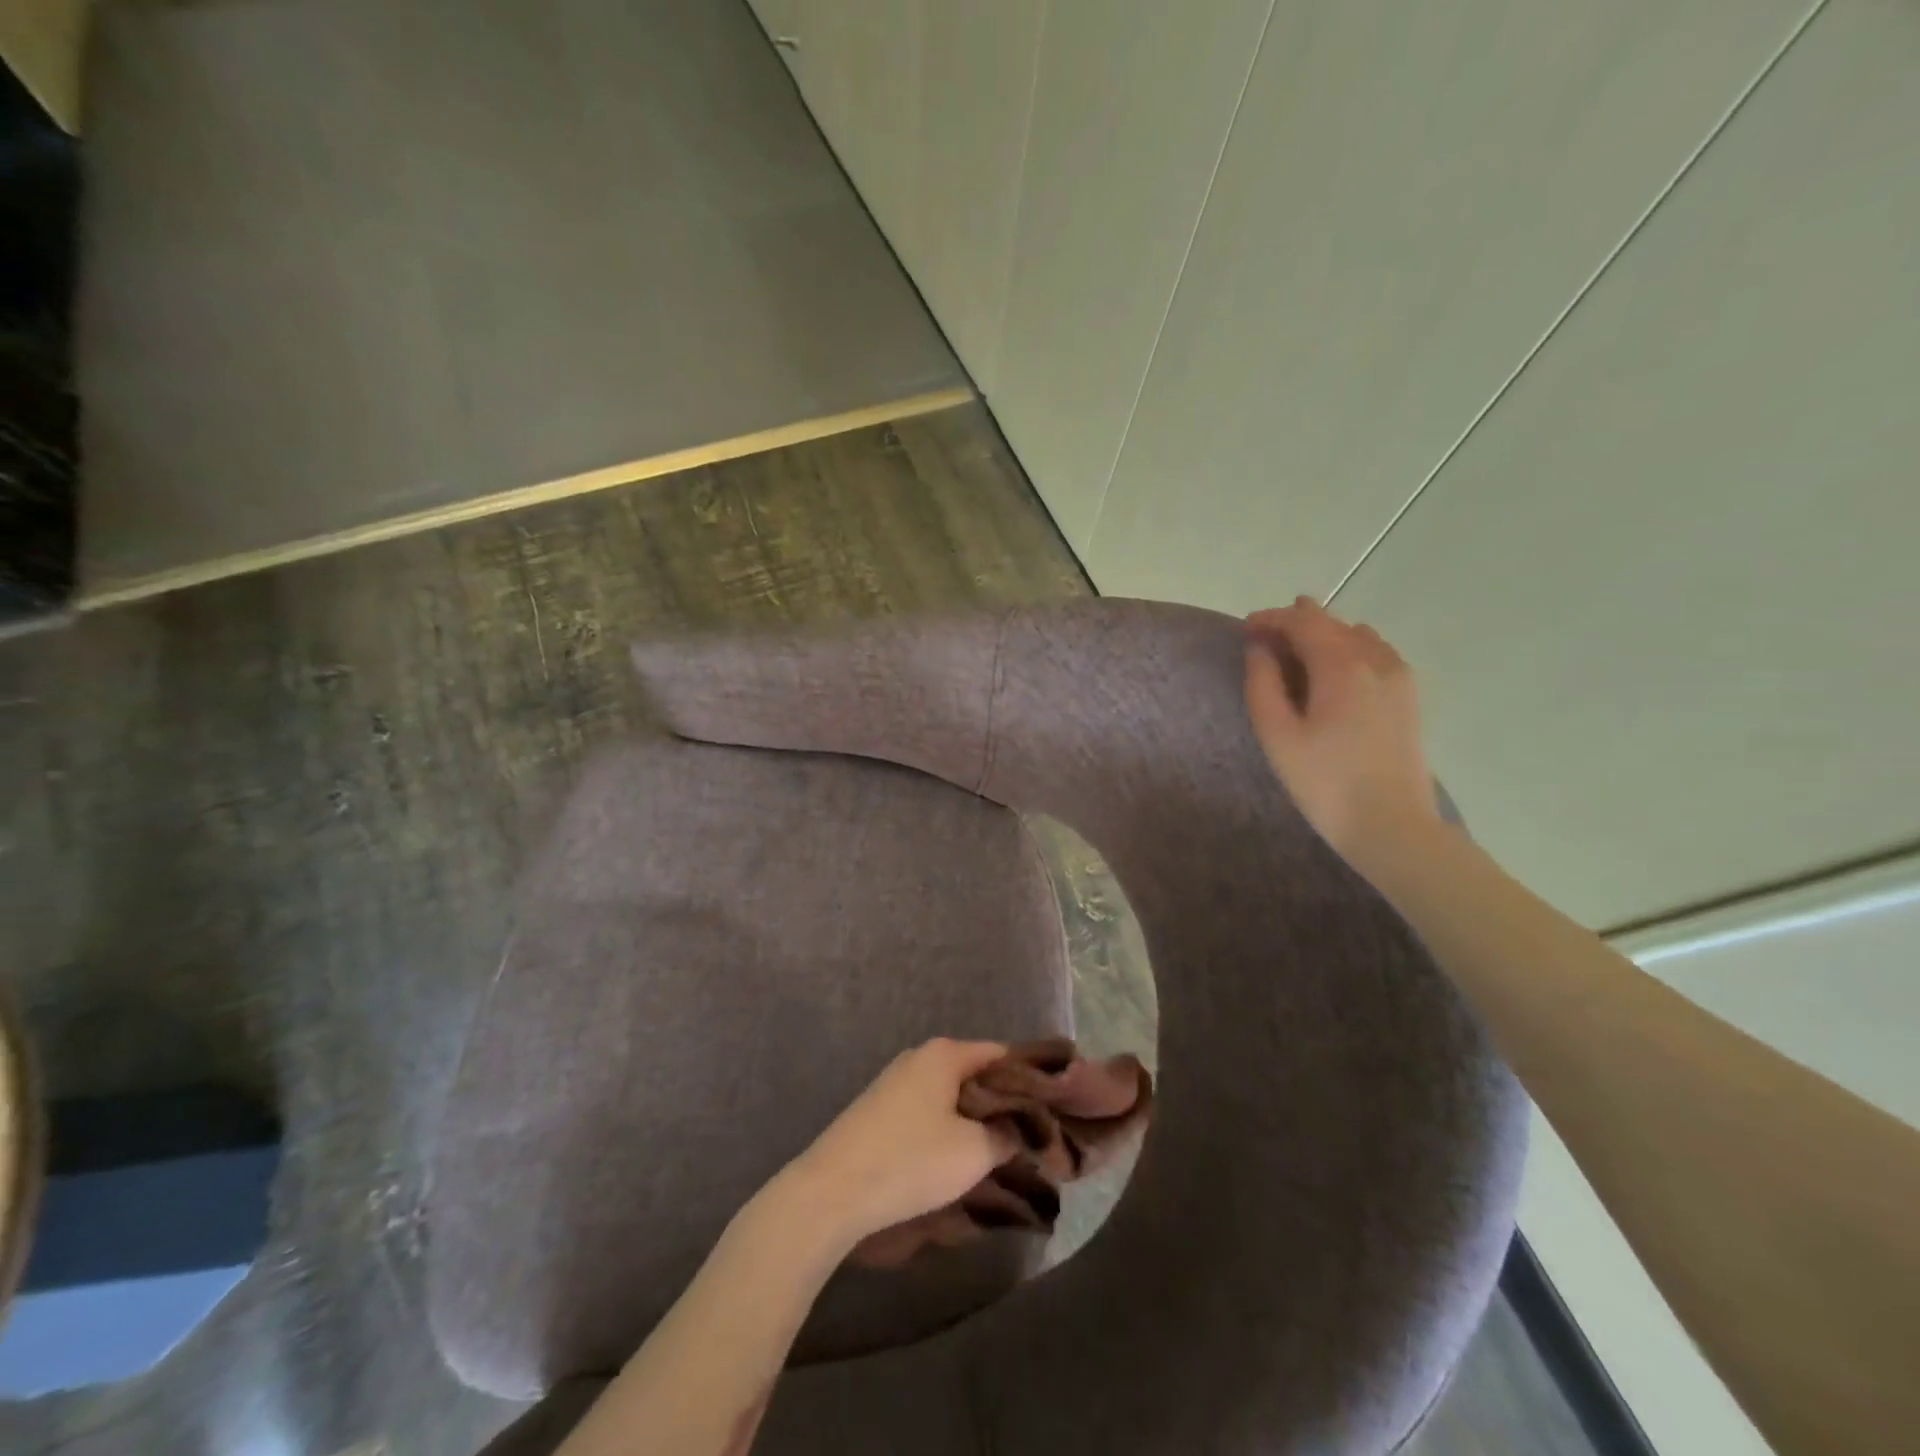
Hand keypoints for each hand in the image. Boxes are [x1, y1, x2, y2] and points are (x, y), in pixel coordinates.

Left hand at [784, 1039, 1017, 1250]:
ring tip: (1001, 1152)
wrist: (831, 1191)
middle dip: (1004, 1102)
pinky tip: (958, 1158)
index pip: (1002, 1054)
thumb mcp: (974, 1152)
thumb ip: (1008, 1134)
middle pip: (976, 1073)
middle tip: (1033, 1136)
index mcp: (945, 1054)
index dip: (1031, 1078)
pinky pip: (929, 1110)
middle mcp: (920, 1057)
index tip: (1055, 1107)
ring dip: (975, 1119)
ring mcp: (896, 1082)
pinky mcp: (879, 1110)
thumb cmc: (910, 1161)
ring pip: (951, 1094)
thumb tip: (1023, 1128)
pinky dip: (949, 1127)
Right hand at [1244, 596, 1441, 871]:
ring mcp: (1400, 677)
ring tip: (1296, 649)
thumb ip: (1263, 684)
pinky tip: (1335, 669)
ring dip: (1324, 634)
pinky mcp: (1409, 697)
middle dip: (1297, 622)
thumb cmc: (1325, 782)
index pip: (1304, 623)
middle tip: (1265, 634)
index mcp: (1342, 666)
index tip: (1246, 628)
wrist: (1391, 826)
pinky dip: (1349, 649)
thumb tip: (1260, 650)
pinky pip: (1377, 654)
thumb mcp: (1278, 735)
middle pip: (1333, 624)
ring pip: (1358, 636)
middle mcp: (1376, 660)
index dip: (1272, 619)